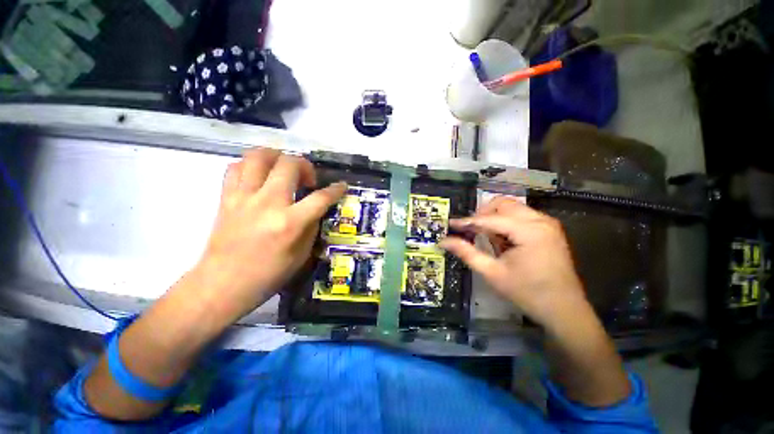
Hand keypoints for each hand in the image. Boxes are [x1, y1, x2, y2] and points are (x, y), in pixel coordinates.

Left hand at [192, 148, 346, 322]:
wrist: (222, 284)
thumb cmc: (268, 275)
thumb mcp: (301, 255)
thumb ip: (311, 227)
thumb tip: (316, 209)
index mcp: (290, 223)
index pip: (320, 198)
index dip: (336, 189)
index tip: (342, 186)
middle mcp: (268, 203)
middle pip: (289, 164)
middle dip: (305, 166)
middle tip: (308, 180)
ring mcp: (243, 197)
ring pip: (258, 156)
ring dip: (277, 157)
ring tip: (284, 169)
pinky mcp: (226, 197)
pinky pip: (236, 167)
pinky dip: (251, 166)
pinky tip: (260, 177)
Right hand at [440, 197, 588, 331]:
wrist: (564, 310)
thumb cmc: (527, 293)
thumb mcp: (492, 273)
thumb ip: (466, 253)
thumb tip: (444, 241)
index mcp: (529, 231)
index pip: (490, 219)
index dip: (467, 221)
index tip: (450, 224)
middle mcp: (540, 220)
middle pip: (503, 204)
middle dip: (483, 214)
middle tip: (471, 231)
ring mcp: (547, 223)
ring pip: (512, 207)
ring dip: (495, 218)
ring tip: (487, 238)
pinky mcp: (549, 228)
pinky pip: (521, 215)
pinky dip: (506, 222)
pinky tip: (503, 240)